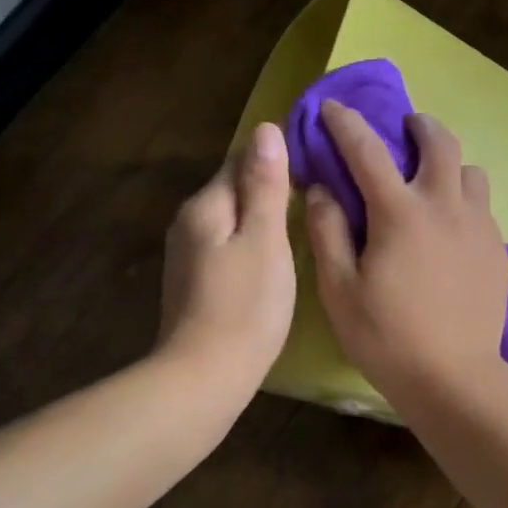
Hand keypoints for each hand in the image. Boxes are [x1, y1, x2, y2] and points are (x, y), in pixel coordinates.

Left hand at [157, 122, 295, 394]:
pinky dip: (253, 241)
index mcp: (206, 206)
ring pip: (233, 218)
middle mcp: (190, 223)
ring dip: (262, 214)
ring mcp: (189, 255)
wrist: (204, 378)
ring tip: (304, 219)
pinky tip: (277, 256)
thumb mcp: (265, 240)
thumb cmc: (245, 306)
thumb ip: (266, 186)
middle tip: (318, 190)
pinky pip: (229, 245)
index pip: (240, 159)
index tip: (315, 159)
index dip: (276, 155)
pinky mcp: (196, 282)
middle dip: (270, 184)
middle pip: (234, 188)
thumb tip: (266, 129)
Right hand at [305, 102, 507, 405]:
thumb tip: (323, 189)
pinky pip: (483, 206)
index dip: (346, 123)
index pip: (367, 150)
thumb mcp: (339, 289)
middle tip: (404, 129)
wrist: (454, 378)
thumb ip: (327, 232)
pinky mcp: (498, 249)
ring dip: (449, 164)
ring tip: (432, 181)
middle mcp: (445, 206)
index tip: (332, 108)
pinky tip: (451, 228)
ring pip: (471, 171)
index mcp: (400, 212)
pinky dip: (464, 200)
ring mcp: (479, 226)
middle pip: (440, 141)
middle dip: (418, 125)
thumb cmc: (387, 337)